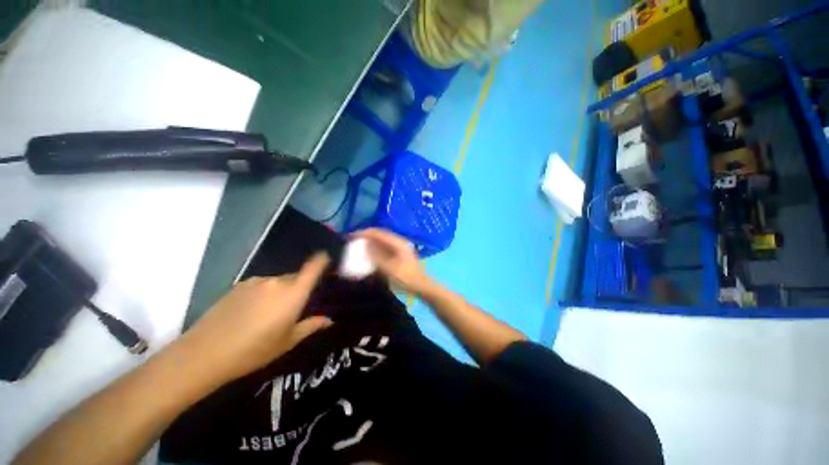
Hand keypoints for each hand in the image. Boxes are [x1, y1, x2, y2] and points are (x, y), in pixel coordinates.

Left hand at [180, 252, 332, 383]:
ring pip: (278, 282)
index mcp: (294, 293)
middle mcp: (277, 281)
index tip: (327, 260)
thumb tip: (328, 320)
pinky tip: (251, 313)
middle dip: (299, 287)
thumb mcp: (287, 342)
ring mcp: (256, 282)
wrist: (204, 354)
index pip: (313, 266)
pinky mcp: (238, 286)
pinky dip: (263, 294)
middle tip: (294, 307)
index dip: (322, 260)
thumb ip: (310, 326)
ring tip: (269, 314)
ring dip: (280, 292)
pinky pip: (260, 285)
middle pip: (296, 277)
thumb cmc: (254, 350)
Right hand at [355, 229, 432, 295]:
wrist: (422, 286)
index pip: (378, 233)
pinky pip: (384, 248)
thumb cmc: (407, 278)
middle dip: (366, 236)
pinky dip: (375, 250)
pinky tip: (368, 255)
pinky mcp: (399, 255)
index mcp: (398, 243)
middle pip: (380, 235)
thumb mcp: (390, 269)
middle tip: (352, 240)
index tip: (351, 236)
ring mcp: (399, 249)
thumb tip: (364, 248)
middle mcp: (398, 242)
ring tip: (358, 246)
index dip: (364, 233)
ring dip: (370, 243)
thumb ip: (376, 257)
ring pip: (381, 242)